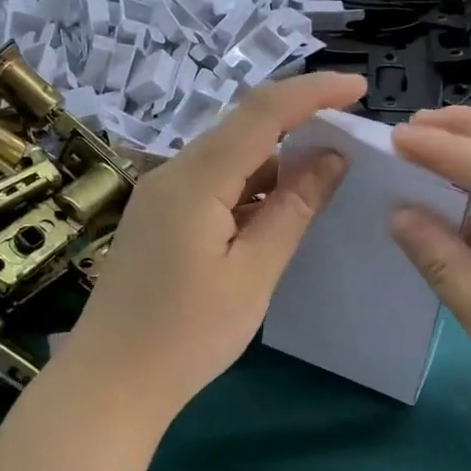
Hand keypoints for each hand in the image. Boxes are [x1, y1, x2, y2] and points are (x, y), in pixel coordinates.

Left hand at [57, 72, 367, 428]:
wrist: (110, 383)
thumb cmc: (186, 336)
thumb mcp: (253, 273)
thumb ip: (293, 209)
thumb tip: (332, 157)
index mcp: (195, 179)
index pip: (262, 112)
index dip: (313, 92)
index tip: (360, 87)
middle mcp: (173, 173)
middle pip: (243, 128)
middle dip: (299, 120)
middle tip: (351, 131)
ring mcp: (160, 194)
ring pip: (228, 157)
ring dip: (276, 158)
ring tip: (327, 169)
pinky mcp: (159, 217)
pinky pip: (213, 184)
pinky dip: (251, 186)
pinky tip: (279, 206)